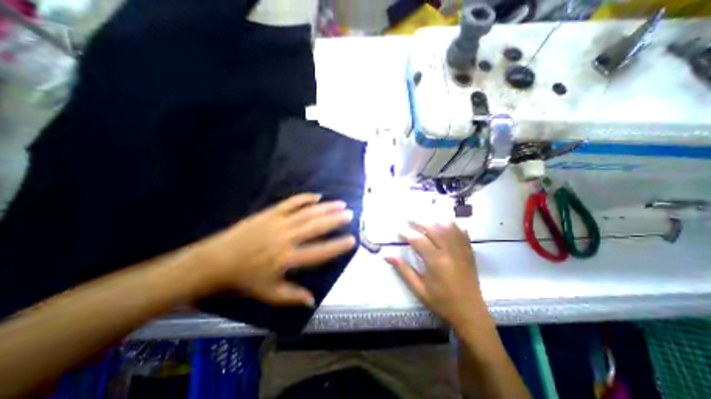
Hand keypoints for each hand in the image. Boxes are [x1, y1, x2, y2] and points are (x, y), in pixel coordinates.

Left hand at [189, 194, 354, 305]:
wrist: (214, 261)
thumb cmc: (243, 279)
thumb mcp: (268, 294)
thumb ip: (292, 297)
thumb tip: (313, 301)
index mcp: (287, 258)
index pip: (319, 252)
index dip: (337, 246)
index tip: (352, 240)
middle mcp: (286, 238)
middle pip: (316, 227)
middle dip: (335, 220)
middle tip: (350, 214)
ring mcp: (278, 222)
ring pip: (307, 212)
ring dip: (325, 207)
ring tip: (340, 203)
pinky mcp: (270, 213)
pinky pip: (291, 203)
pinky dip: (305, 198)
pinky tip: (316, 196)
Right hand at [387, 221, 486, 329]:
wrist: (470, 313)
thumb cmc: (441, 302)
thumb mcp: (419, 289)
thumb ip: (403, 270)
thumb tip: (387, 256)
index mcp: (436, 262)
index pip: (418, 241)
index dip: (407, 234)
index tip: (398, 230)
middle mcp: (449, 252)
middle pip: (433, 229)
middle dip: (419, 222)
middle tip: (409, 219)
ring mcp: (461, 251)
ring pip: (449, 228)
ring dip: (435, 221)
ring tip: (425, 220)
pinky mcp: (469, 253)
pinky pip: (462, 234)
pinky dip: (454, 226)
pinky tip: (446, 225)